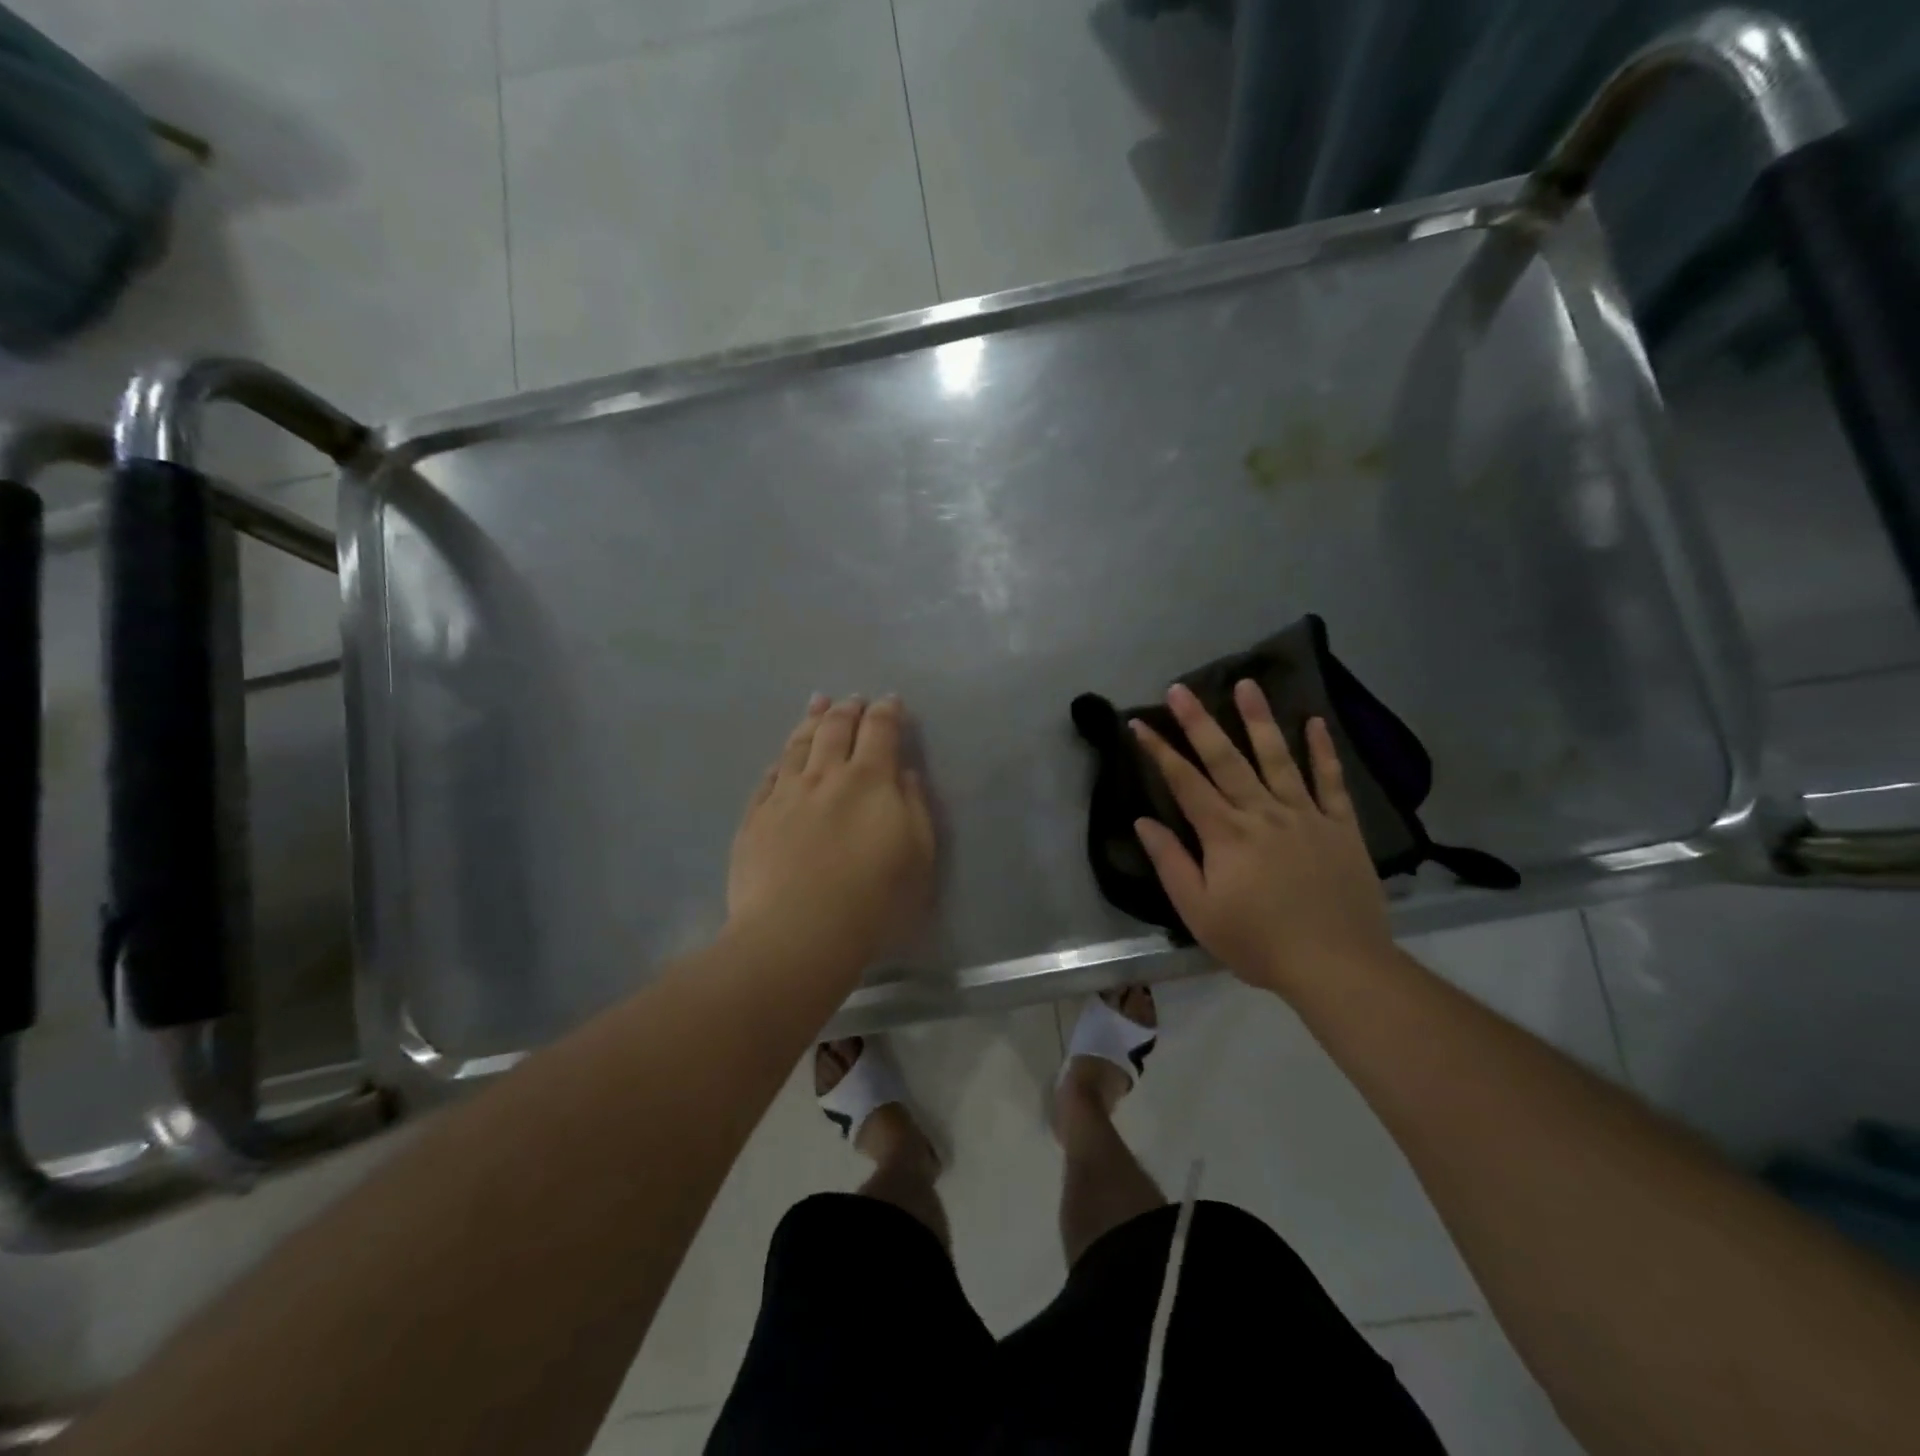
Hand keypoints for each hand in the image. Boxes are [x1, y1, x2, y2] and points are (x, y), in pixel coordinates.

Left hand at [727, 694, 935, 975]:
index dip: (887, 712)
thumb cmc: (872, 899)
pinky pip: (768, 778)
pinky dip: (780, 762)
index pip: (880, 730)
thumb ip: (914, 807)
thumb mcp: (917, 855)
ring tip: (816, 705)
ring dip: (810, 721)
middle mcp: (825, 776)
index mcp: (869, 780)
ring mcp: (784, 795)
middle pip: (835, 729)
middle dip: (847, 709)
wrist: (797, 932)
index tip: (890, 702)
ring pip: (798, 745)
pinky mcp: (755, 819)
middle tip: (852, 700)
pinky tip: (781, 759)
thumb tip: (904, 773)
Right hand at [1130, 682, 1392, 998]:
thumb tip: (1143, 822)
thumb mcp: (1199, 913)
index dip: (1159, 751)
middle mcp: (1262, 813)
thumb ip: (1170, 863)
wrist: (1338, 965)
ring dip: (1259, 720)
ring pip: (1278, 758)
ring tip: (1246, 684)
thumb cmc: (1259, 942)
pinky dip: (1324, 751)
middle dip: (1199, 722)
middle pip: (1226, 759)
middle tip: (1180, 688)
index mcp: (1225, 834)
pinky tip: (1316, 722)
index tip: (1140, 723)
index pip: (1185, 783)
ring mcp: (1305, 815)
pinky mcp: (1341, 827)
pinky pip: (1331, 781)